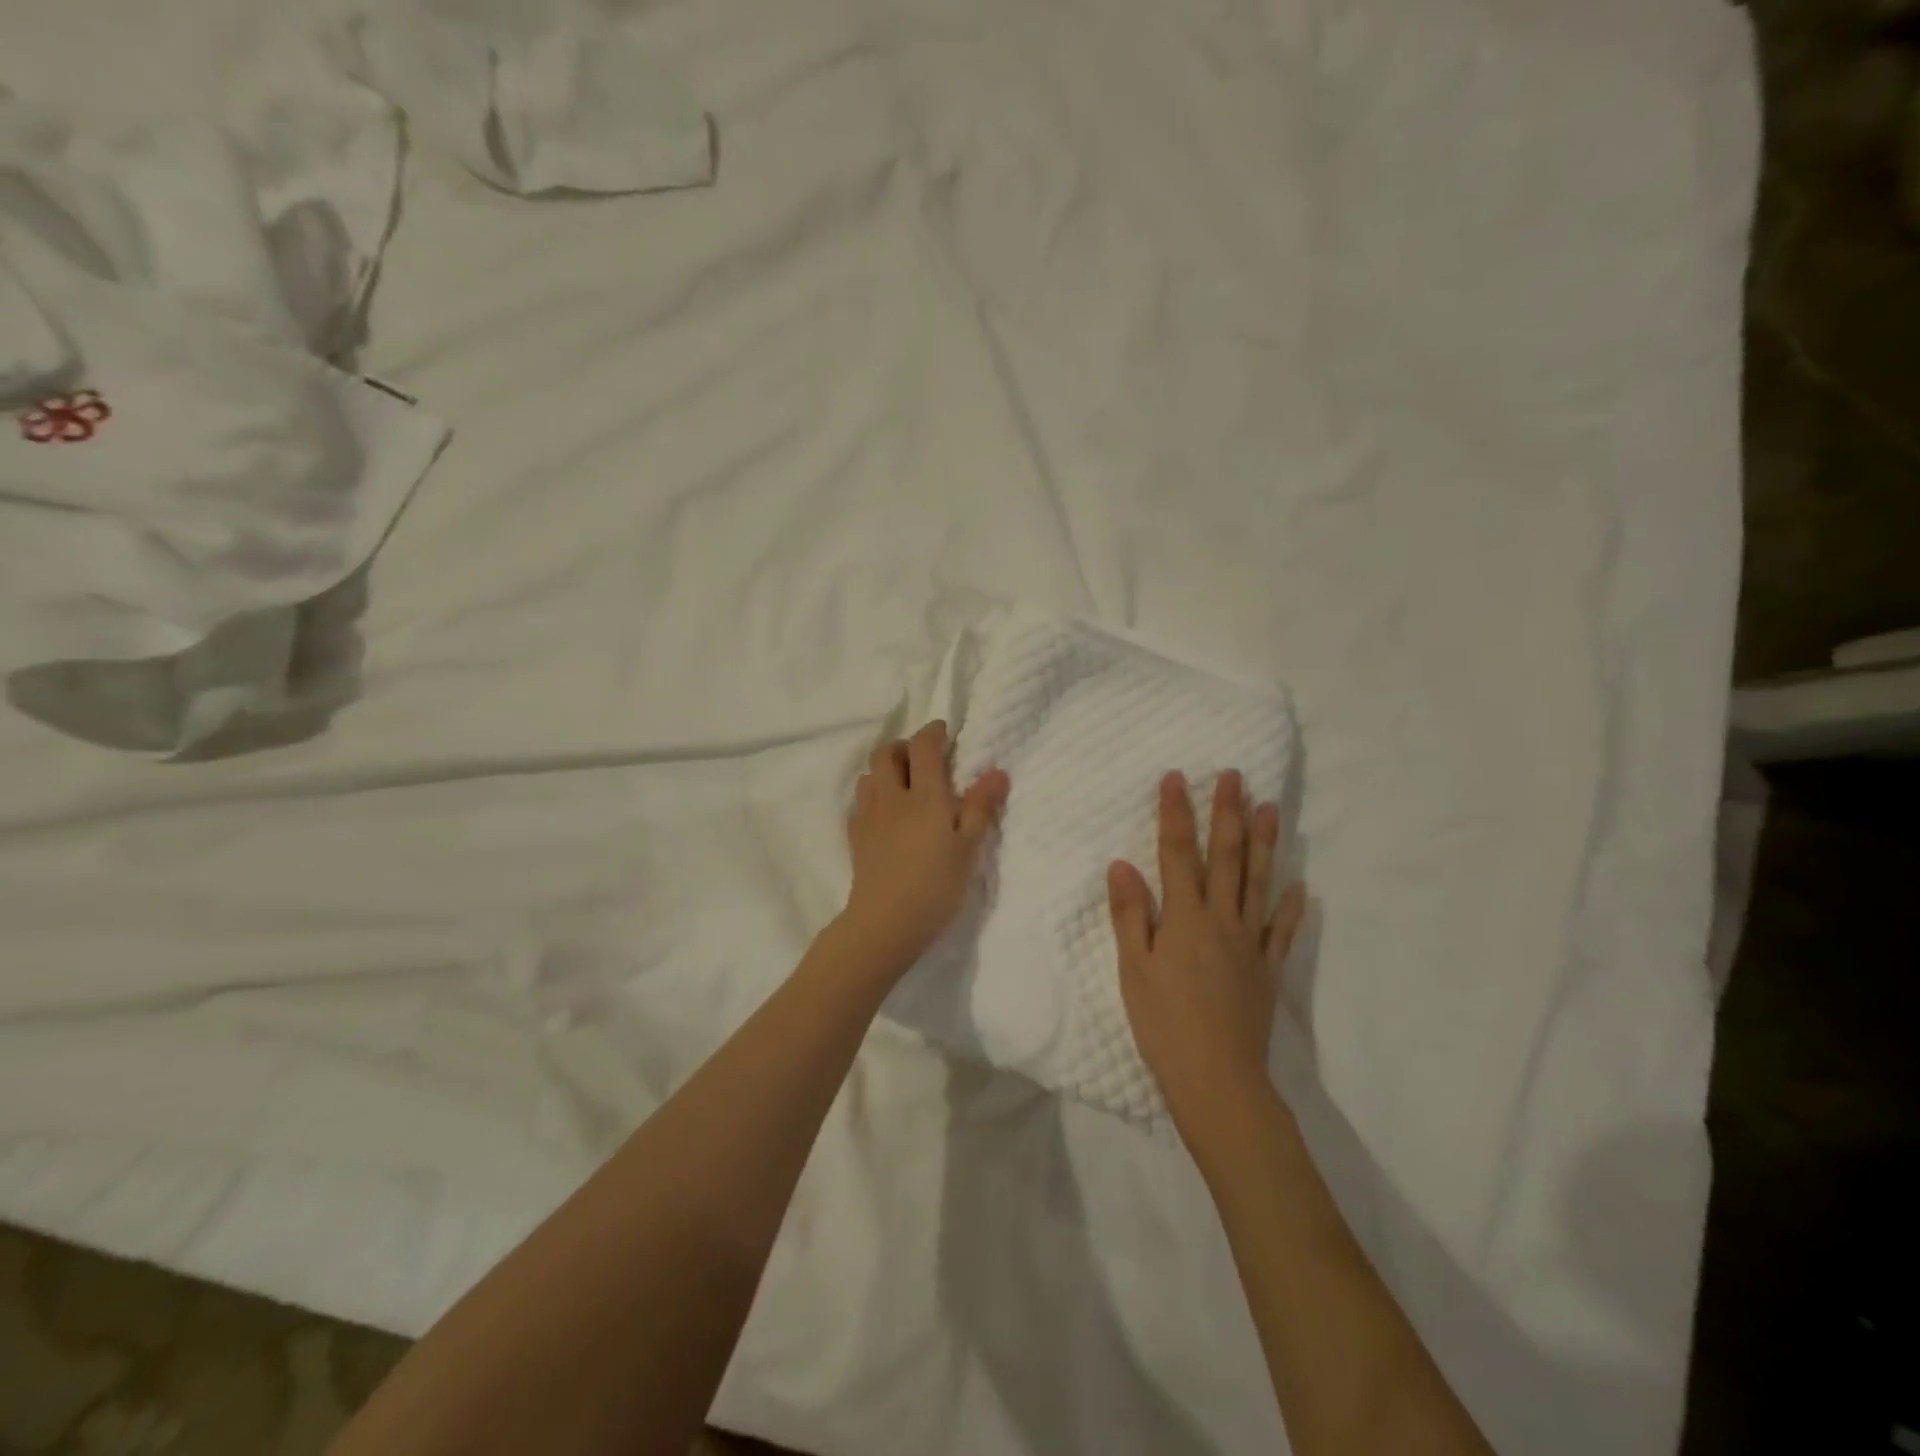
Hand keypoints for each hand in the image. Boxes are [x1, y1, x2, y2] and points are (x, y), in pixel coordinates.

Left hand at [841, 720, 1009, 975]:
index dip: (933, 732)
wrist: (885, 923)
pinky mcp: (855, 836)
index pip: (923, 747)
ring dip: (886, 769)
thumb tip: (997, 771)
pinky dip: (874, 794)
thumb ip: (980, 807)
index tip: (944, 732)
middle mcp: (891, 796)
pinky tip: (887, 813)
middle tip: (924, 758)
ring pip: (869, 775)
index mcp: (924, 794)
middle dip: (904, 746)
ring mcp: (868, 815)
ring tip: (905, 784)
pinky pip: (861, 801)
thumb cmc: (936, 885)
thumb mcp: (968, 848)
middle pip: (887, 753)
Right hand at [1108, 770, 1306, 1139]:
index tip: (1176, 778)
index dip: (1176, 814)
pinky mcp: (1268, 970)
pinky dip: (1291, 907)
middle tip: (1236, 777)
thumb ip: (1130, 914)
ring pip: (1259, 883)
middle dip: (1228, 814)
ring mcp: (1250, 944)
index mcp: (1185, 918)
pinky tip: (1300, 887)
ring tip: (1271, 809)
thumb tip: (1122, 864)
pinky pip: (1282, 932)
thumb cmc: (1164, 1023)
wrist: (1217, 1079)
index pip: (1177, 854)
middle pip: (1226, 858)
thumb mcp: (1133, 969)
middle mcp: (1222, 920)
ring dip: (1264, 844)